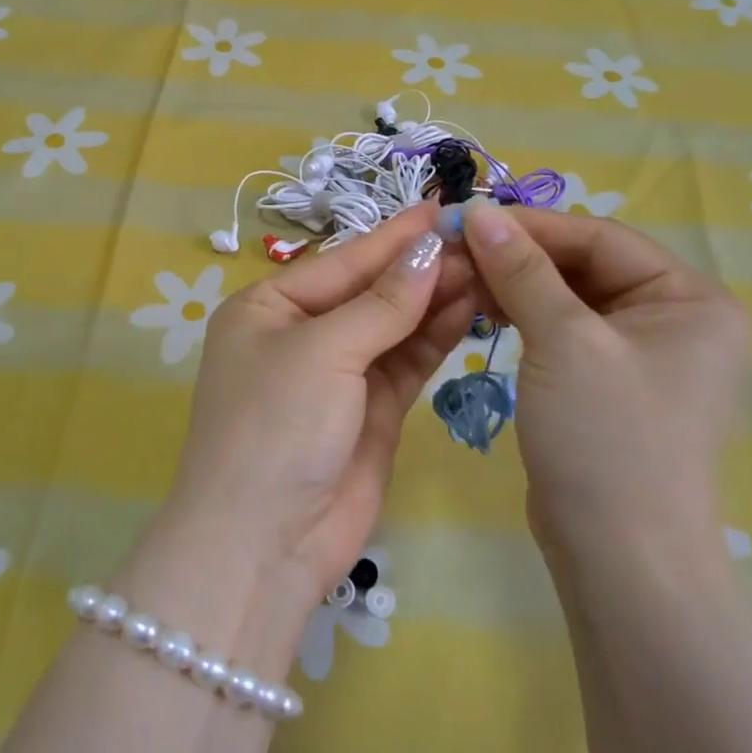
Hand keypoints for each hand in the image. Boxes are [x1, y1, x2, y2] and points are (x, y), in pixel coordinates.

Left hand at [157, 202, 478, 608]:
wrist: (264, 543)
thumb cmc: (275, 426)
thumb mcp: (322, 352)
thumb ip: (382, 303)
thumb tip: (430, 250)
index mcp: (268, 307)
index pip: (342, 261)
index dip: (394, 237)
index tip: (445, 209)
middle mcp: (302, 335)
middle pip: (370, 290)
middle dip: (421, 267)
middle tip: (482, 240)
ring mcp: (338, 375)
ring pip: (394, 324)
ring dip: (435, 298)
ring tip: (487, 268)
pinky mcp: (370, 411)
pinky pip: (406, 362)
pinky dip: (435, 337)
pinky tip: (470, 309)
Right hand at [460, 201, 750, 571]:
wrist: (619, 559)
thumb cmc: (606, 438)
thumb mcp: (564, 342)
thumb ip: (522, 271)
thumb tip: (479, 211)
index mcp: (691, 298)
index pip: (601, 238)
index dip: (533, 226)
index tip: (467, 217)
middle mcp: (674, 318)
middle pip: (585, 264)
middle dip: (520, 257)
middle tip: (456, 251)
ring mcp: (640, 353)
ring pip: (567, 296)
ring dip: (515, 284)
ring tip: (462, 280)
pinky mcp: (606, 381)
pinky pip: (562, 329)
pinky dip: (523, 316)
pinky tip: (483, 311)